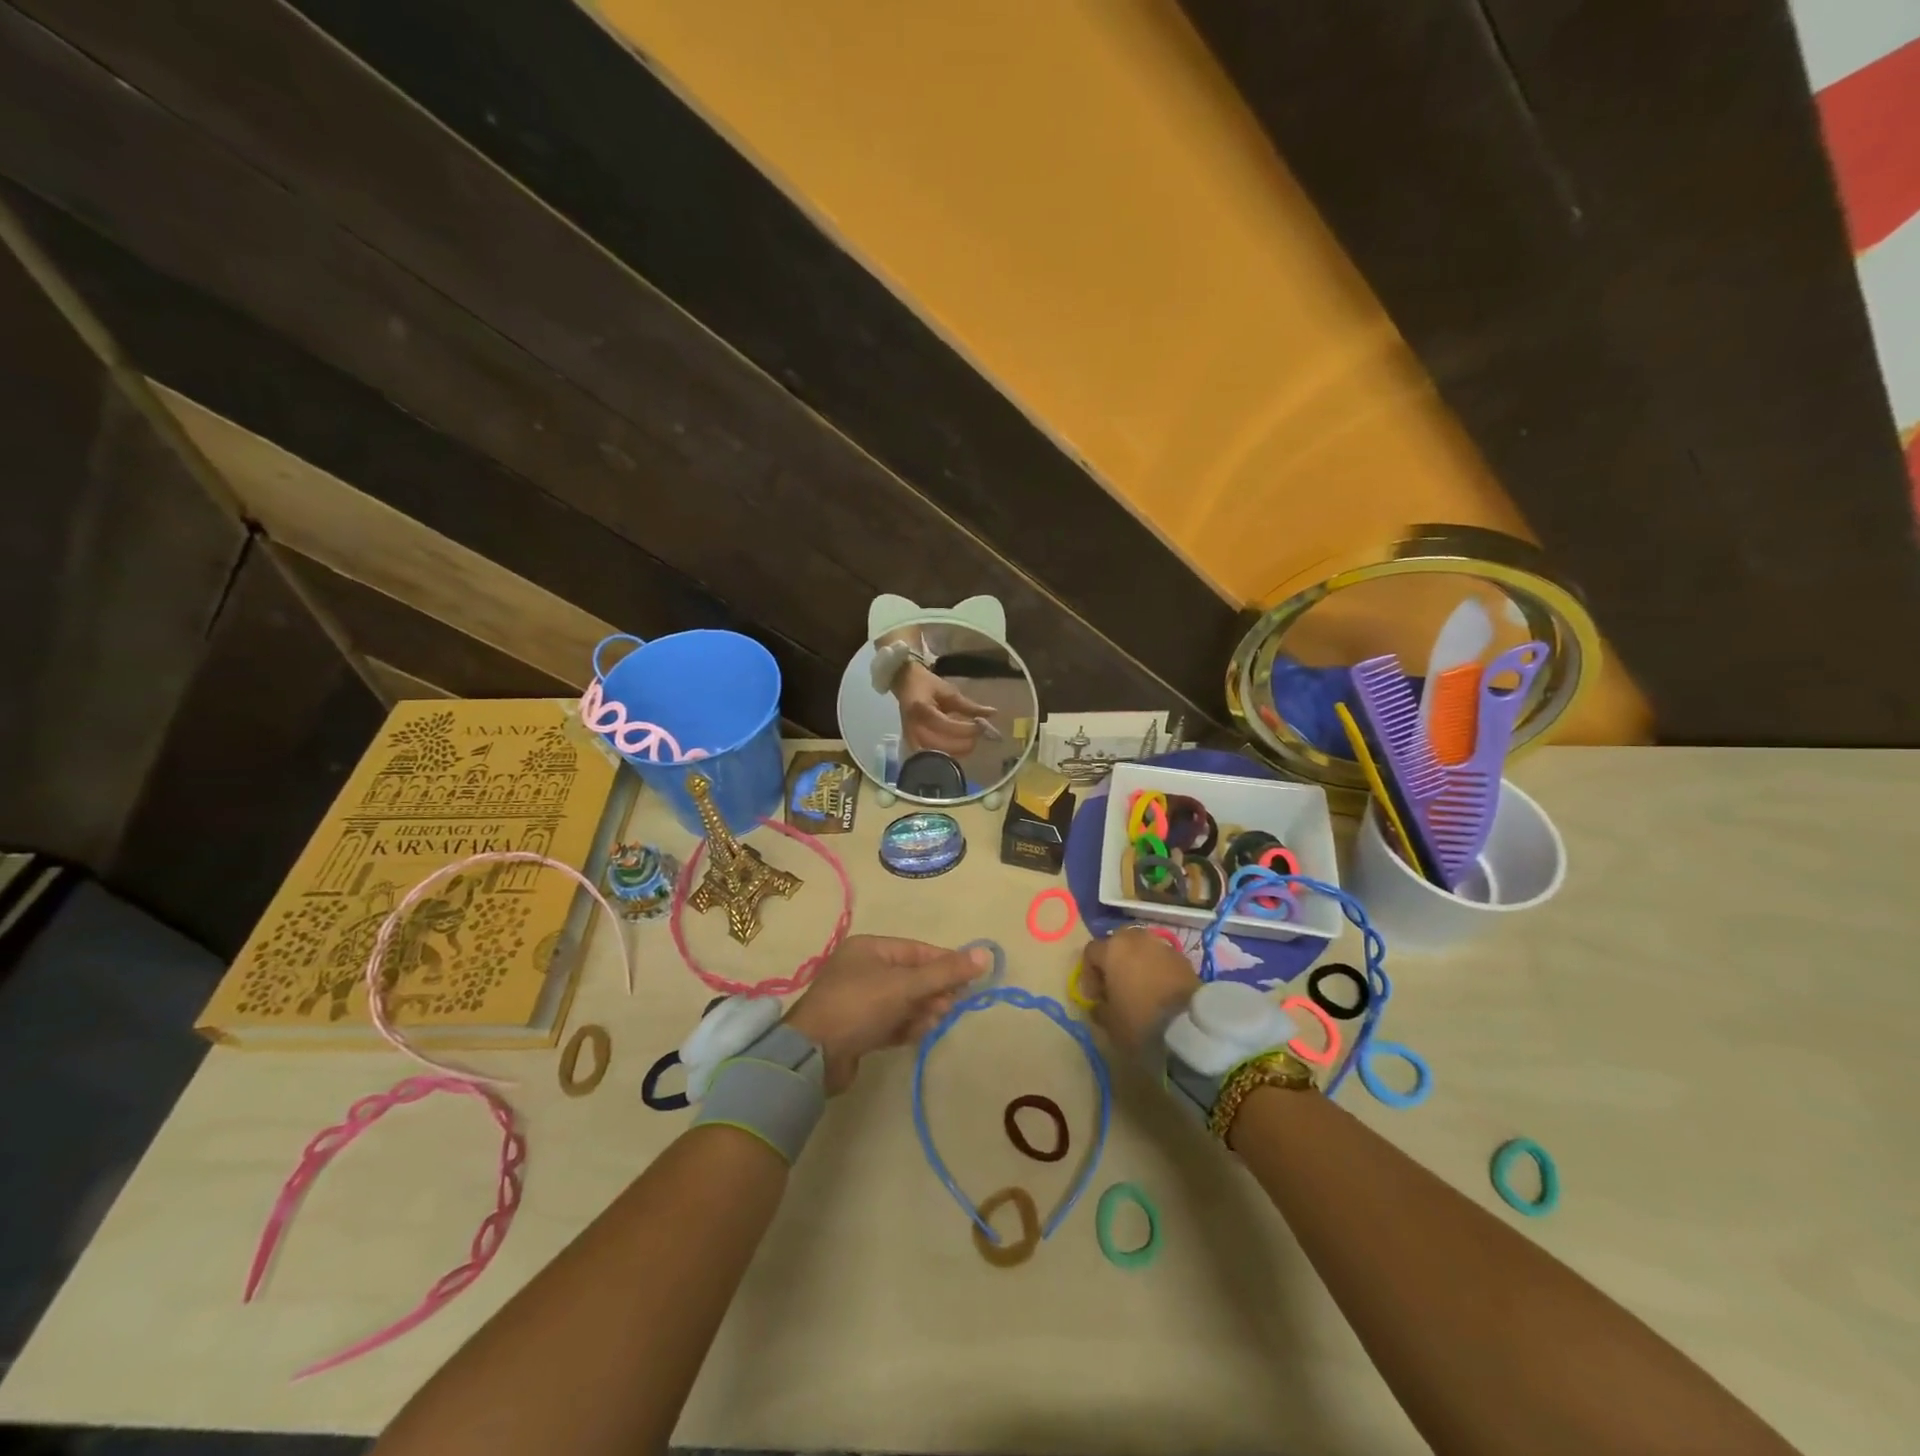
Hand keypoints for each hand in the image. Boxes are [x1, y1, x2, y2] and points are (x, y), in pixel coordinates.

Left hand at [784, 935, 989, 1093]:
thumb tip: (985, 954)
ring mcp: (860, 1001)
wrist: (813, 1056)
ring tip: (933, 1022)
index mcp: (870, 949)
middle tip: (951, 1006)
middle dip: (934, 991)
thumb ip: (945, 972)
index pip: (918, 951)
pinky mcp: (859, 1029)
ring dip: (922, 1011)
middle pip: (912, 976)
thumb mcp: (905, 985)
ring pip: (904, 1001)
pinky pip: (892, 1022)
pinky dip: (907, 1027)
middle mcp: (864, 970)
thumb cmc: (860, 1006)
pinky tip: (917, 1034)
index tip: (970, 980)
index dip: (945, 963)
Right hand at [891, 661, 991, 757]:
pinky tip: (957, 749)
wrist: (904, 683)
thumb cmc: (927, 684)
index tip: (981, 726)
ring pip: (936, 754)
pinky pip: (930, 757)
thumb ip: (969, 706)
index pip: (946, 726)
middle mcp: (913, 726)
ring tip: (969, 742)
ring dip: (956, 751)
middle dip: (963, 743)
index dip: (966, 730)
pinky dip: (946, 755)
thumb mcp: (949, 691)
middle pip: (940, 744)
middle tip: (977, 736)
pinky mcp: (911, 744)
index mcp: (922, 709)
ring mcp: (910, 737)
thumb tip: (993, 713)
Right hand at [1077, 929, 1197, 1059]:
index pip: (1091, 952)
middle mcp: (1136, 939)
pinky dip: (1156, 970)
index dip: (1088, 974)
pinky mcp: (1182, 957)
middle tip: (1116, 986)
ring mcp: (1161, 945)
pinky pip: (1161, 959)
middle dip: (1113, 962)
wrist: (1188, 1024)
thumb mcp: (1110, 1022)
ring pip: (1141, 949)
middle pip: (1117, 943)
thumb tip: (1099, 1005)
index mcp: (1112, 949)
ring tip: (1139, 988)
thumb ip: (1098, 1009)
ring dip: (1136, 964)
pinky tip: (1159, 991)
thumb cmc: (1140, 1019)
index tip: (1095, 997)